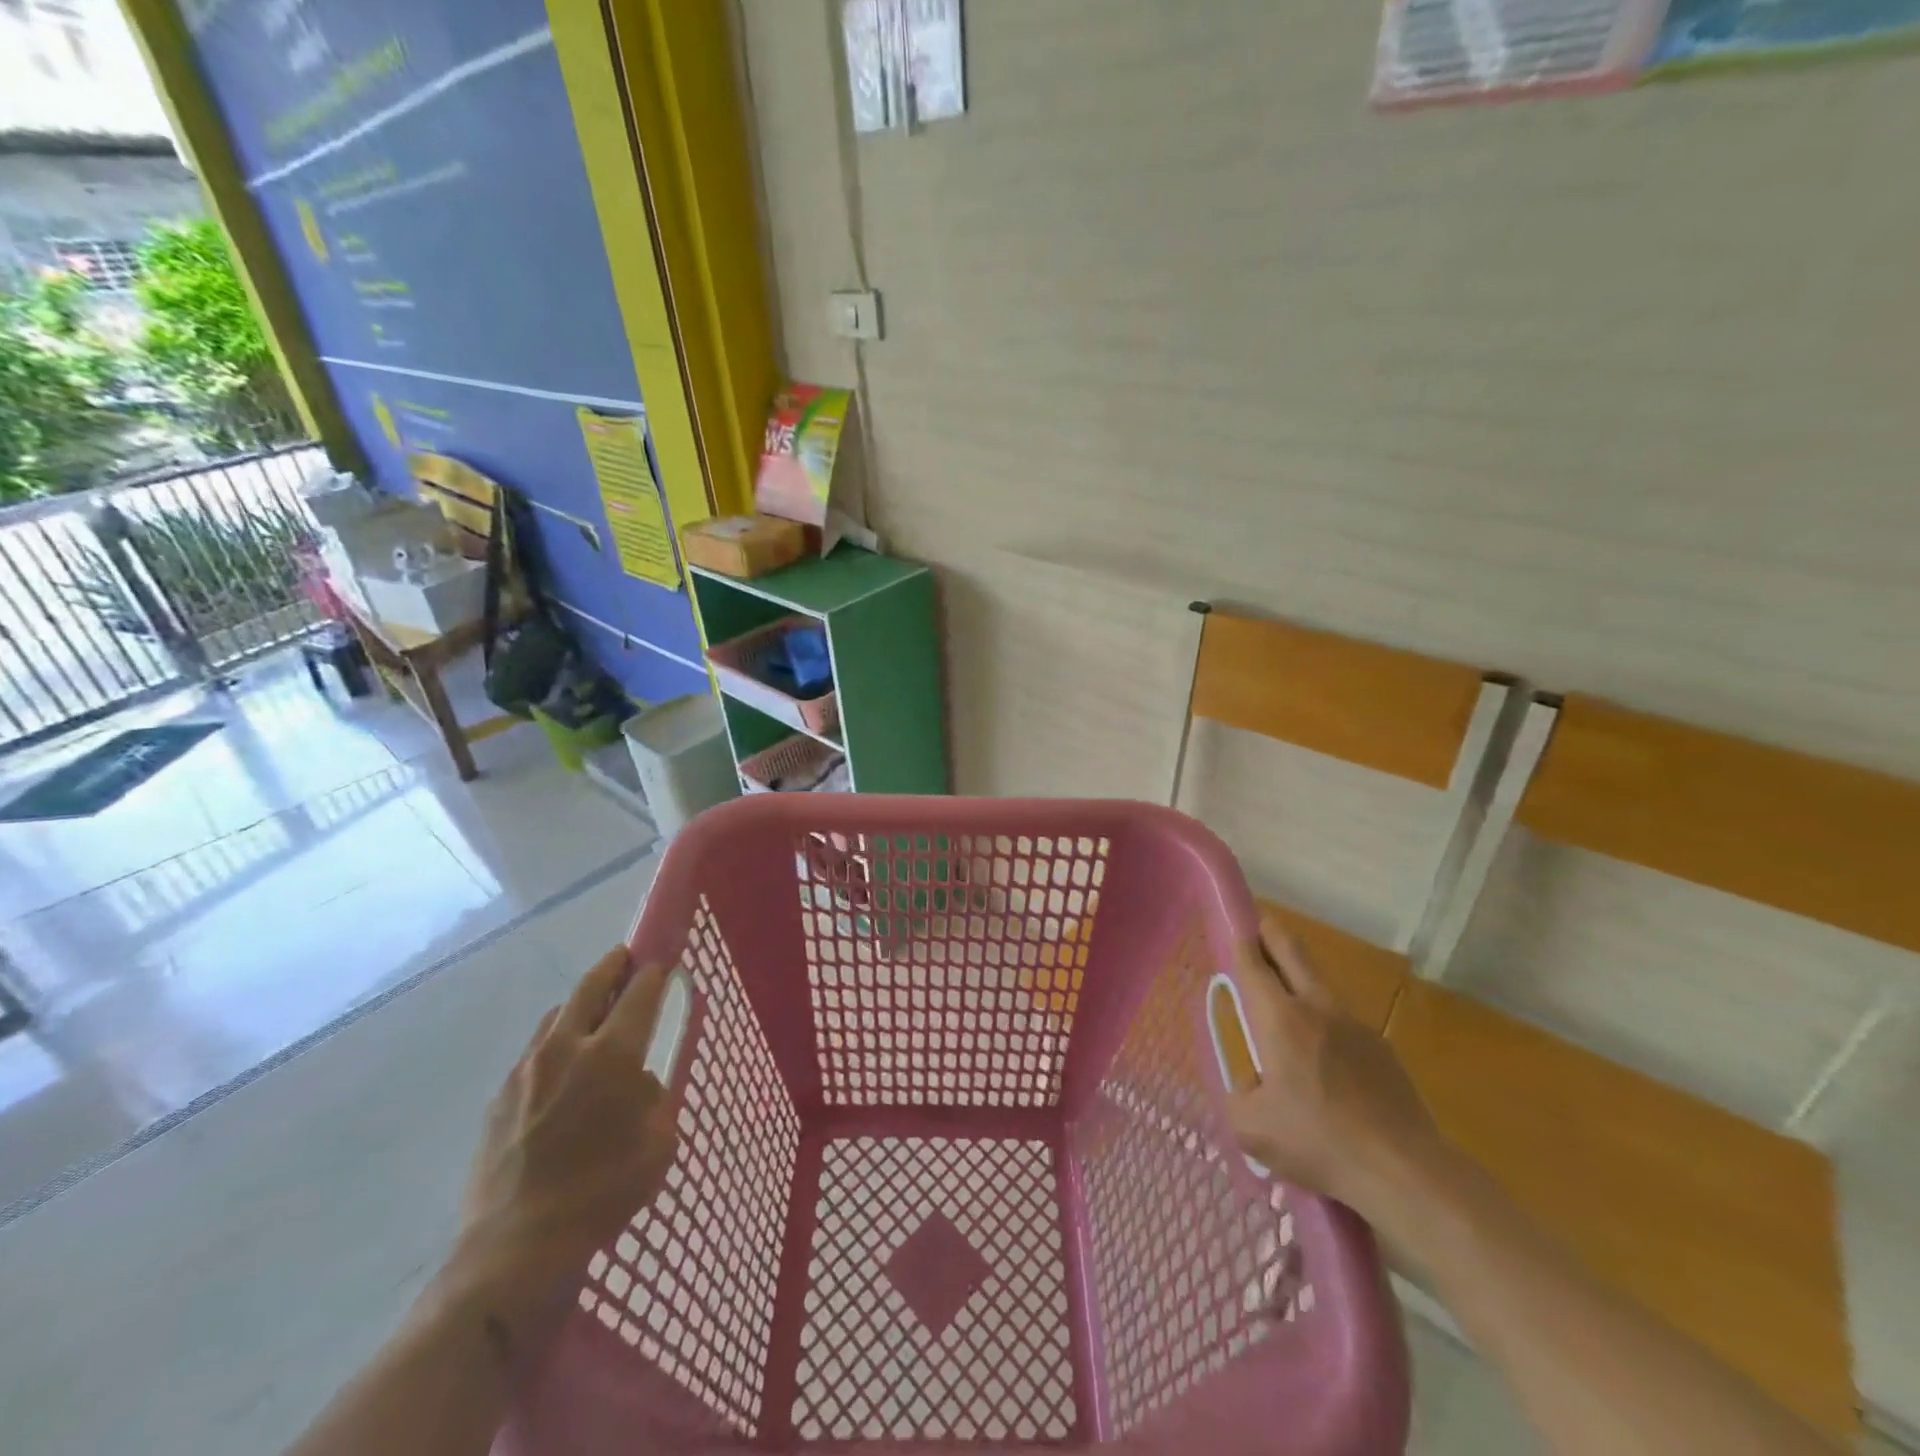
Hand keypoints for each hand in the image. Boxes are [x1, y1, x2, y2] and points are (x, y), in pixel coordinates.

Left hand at [449, 948, 680, 1324]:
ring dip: (580, 1006)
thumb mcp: (658, 1144)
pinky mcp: (499, 1097)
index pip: (639, 993)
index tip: (662, 961)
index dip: (654, 972)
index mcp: (612, 1055)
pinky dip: (555, 1044)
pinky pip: (534, 1052)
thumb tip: (639, 1083)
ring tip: (594, 1018)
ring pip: (557, 1015)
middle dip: (613, 966)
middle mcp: (566, 1048)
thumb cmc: (601, 1192)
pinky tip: (562, 1073)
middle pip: (590, 986)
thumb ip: (655, 1099)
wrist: (514, 1247)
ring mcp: (526, 1070)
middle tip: (626, 959)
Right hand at [1225, 916, 1449, 1219]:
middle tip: (1258, 934)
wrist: (1405, 1172)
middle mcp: (1316, 1007)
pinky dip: (1325, 1022)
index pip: (1253, 962)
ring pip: (1319, 982)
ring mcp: (1355, 1024)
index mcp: (1279, 1018)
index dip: (1240, 941)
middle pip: (1292, 950)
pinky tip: (1324, 1062)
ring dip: (1299, 978)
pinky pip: (1342, 1020)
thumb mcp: (1252, 1130)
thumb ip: (1236, 1099)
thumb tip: (1242, 1088)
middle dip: (1272, 934)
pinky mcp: (1382, 1048)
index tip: (1232, 930)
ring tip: (1285, 1006)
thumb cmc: (1318, 1142)